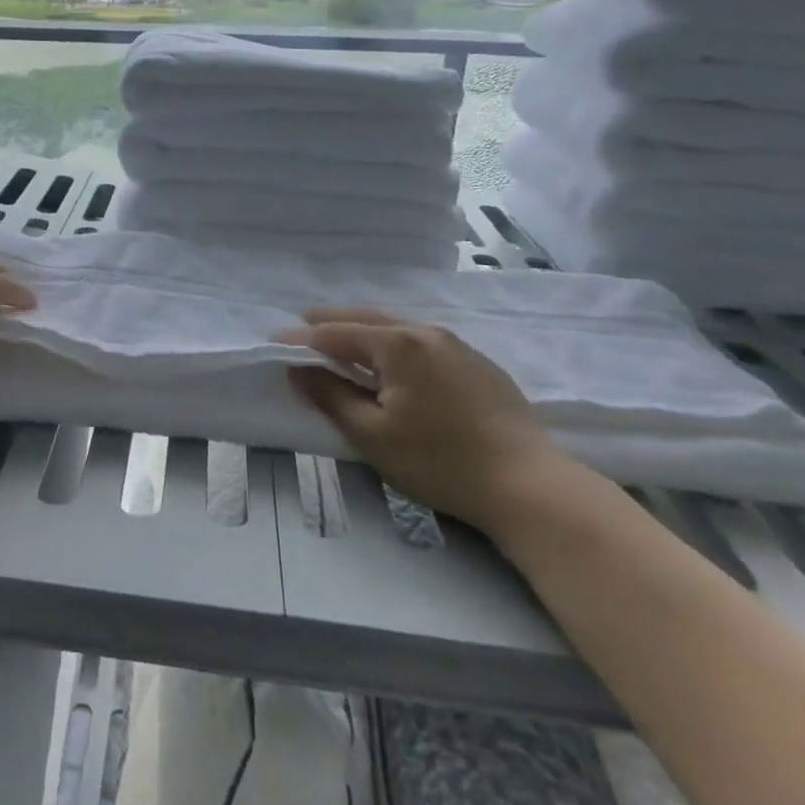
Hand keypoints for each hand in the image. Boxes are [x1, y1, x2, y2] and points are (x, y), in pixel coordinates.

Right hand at [281, 306, 565, 535]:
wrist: (530, 486)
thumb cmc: (441, 462)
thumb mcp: (373, 435)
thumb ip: (331, 396)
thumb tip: (298, 370)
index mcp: (397, 344)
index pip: (336, 333)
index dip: (302, 338)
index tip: (274, 341)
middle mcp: (426, 332)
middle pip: (367, 318)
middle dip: (331, 321)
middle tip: (302, 324)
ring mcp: (457, 346)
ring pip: (397, 327)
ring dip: (364, 330)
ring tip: (342, 340)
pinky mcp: (479, 365)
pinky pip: (423, 342)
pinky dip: (394, 343)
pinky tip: (393, 362)